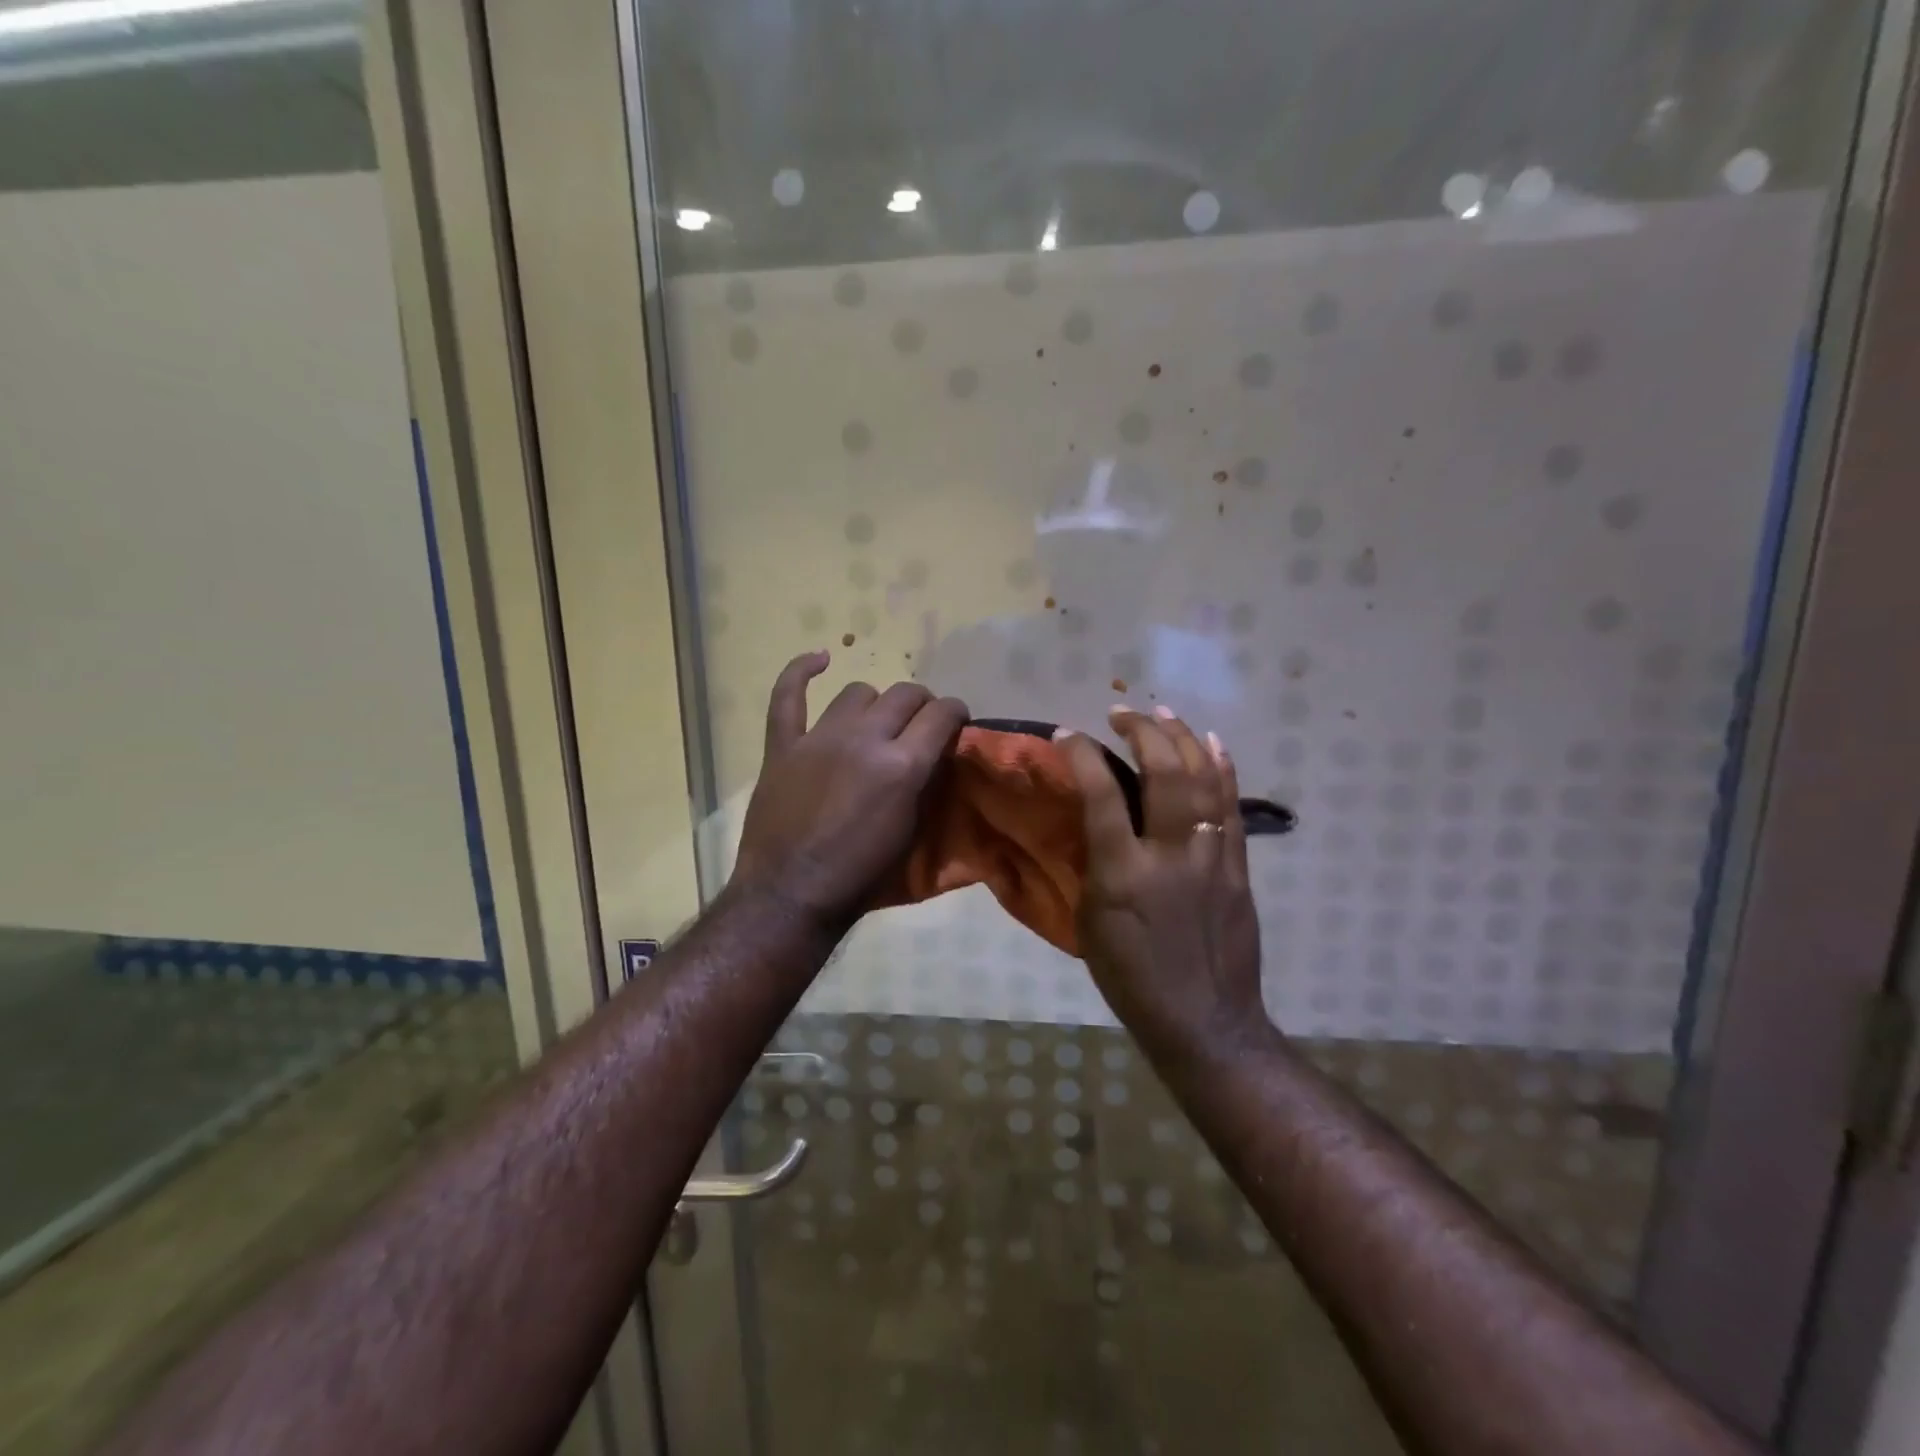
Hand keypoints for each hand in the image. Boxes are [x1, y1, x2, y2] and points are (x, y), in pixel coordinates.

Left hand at [730, 652, 968, 932]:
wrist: (792, 894)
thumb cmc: (862, 875)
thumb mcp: (913, 831)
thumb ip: (926, 783)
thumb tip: (935, 753)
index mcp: (902, 765)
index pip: (942, 713)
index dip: (956, 713)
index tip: (956, 723)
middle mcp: (865, 739)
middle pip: (904, 694)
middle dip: (921, 705)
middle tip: (920, 726)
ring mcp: (820, 738)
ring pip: (858, 691)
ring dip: (875, 704)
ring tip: (874, 722)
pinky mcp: (783, 745)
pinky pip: (787, 695)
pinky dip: (800, 672)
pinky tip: (819, 660)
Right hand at [1056, 706, 1270, 1063]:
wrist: (1204, 1022)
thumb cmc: (1131, 978)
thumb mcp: (1091, 923)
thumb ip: (1094, 864)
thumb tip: (1095, 821)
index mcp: (1123, 874)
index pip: (1100, 794)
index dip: (1081, 754)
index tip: (1065, 733)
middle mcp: (1170, 855)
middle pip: (1163, 772)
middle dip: (1141, 731)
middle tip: (1121, 714)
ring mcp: (1212, 858)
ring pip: (1203, 780)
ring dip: (1182, 738)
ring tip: (1163, 712)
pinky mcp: (1238, 868)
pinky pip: (1231, 807)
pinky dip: (1222, 769)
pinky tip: (1212, 743)